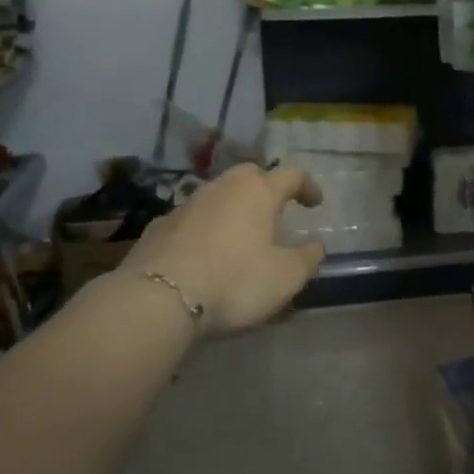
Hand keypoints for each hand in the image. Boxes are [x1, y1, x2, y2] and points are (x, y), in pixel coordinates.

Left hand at [117, 164, 325, 336]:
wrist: (158, 298)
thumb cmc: (235, 281)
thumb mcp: (286, 277)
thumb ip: (307, 259)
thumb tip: (315, 246)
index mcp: (258, 192)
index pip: (291, 176)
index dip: (307, 187)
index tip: (315, 204)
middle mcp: (222, 188)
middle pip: (250, 175)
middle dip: (265, 187)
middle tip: (274, 211)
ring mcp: (186, 205)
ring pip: (217, 195)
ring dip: (233, 208)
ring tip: (240, 235)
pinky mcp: (158, 227)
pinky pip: (191, 219)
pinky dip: (204, 228)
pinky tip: (204, 253)